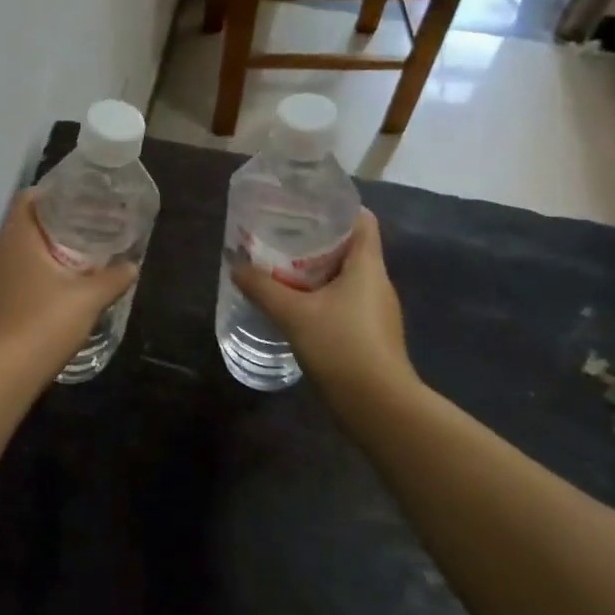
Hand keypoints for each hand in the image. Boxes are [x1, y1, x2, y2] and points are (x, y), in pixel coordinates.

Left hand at [0, 191, 138, 370]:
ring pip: (25, 247)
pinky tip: (66, 279)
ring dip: (51, 244)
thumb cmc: (45, 322)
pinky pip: (22, 268)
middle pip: (28, 221)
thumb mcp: (88, 298)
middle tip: (92, 221)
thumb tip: (132, 266)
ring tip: (84, 248)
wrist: (6, 371)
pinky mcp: (0, 297)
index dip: (54, 192)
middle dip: (59, 218)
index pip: (28, 197)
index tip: (82, 196)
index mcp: (18, 237)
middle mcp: (2, 250)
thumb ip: (113, 278)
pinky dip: (43, 265)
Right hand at [232, 210, 417, 398]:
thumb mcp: (293, 313)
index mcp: (367, 266)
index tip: (306, 209)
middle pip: (351, 249)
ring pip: (347, 279)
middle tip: (282, 239)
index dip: (338, 210)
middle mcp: (377, 283)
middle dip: (318, 243)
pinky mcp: (372, 335)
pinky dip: (324, 299)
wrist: (377, 405)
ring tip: (284, 272)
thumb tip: (236, 266)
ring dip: (319, 274)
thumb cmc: (340, 345)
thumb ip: (262, 287)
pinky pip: (346, 304)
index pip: (362, 221)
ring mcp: (377, 312)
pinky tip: (298, 309)